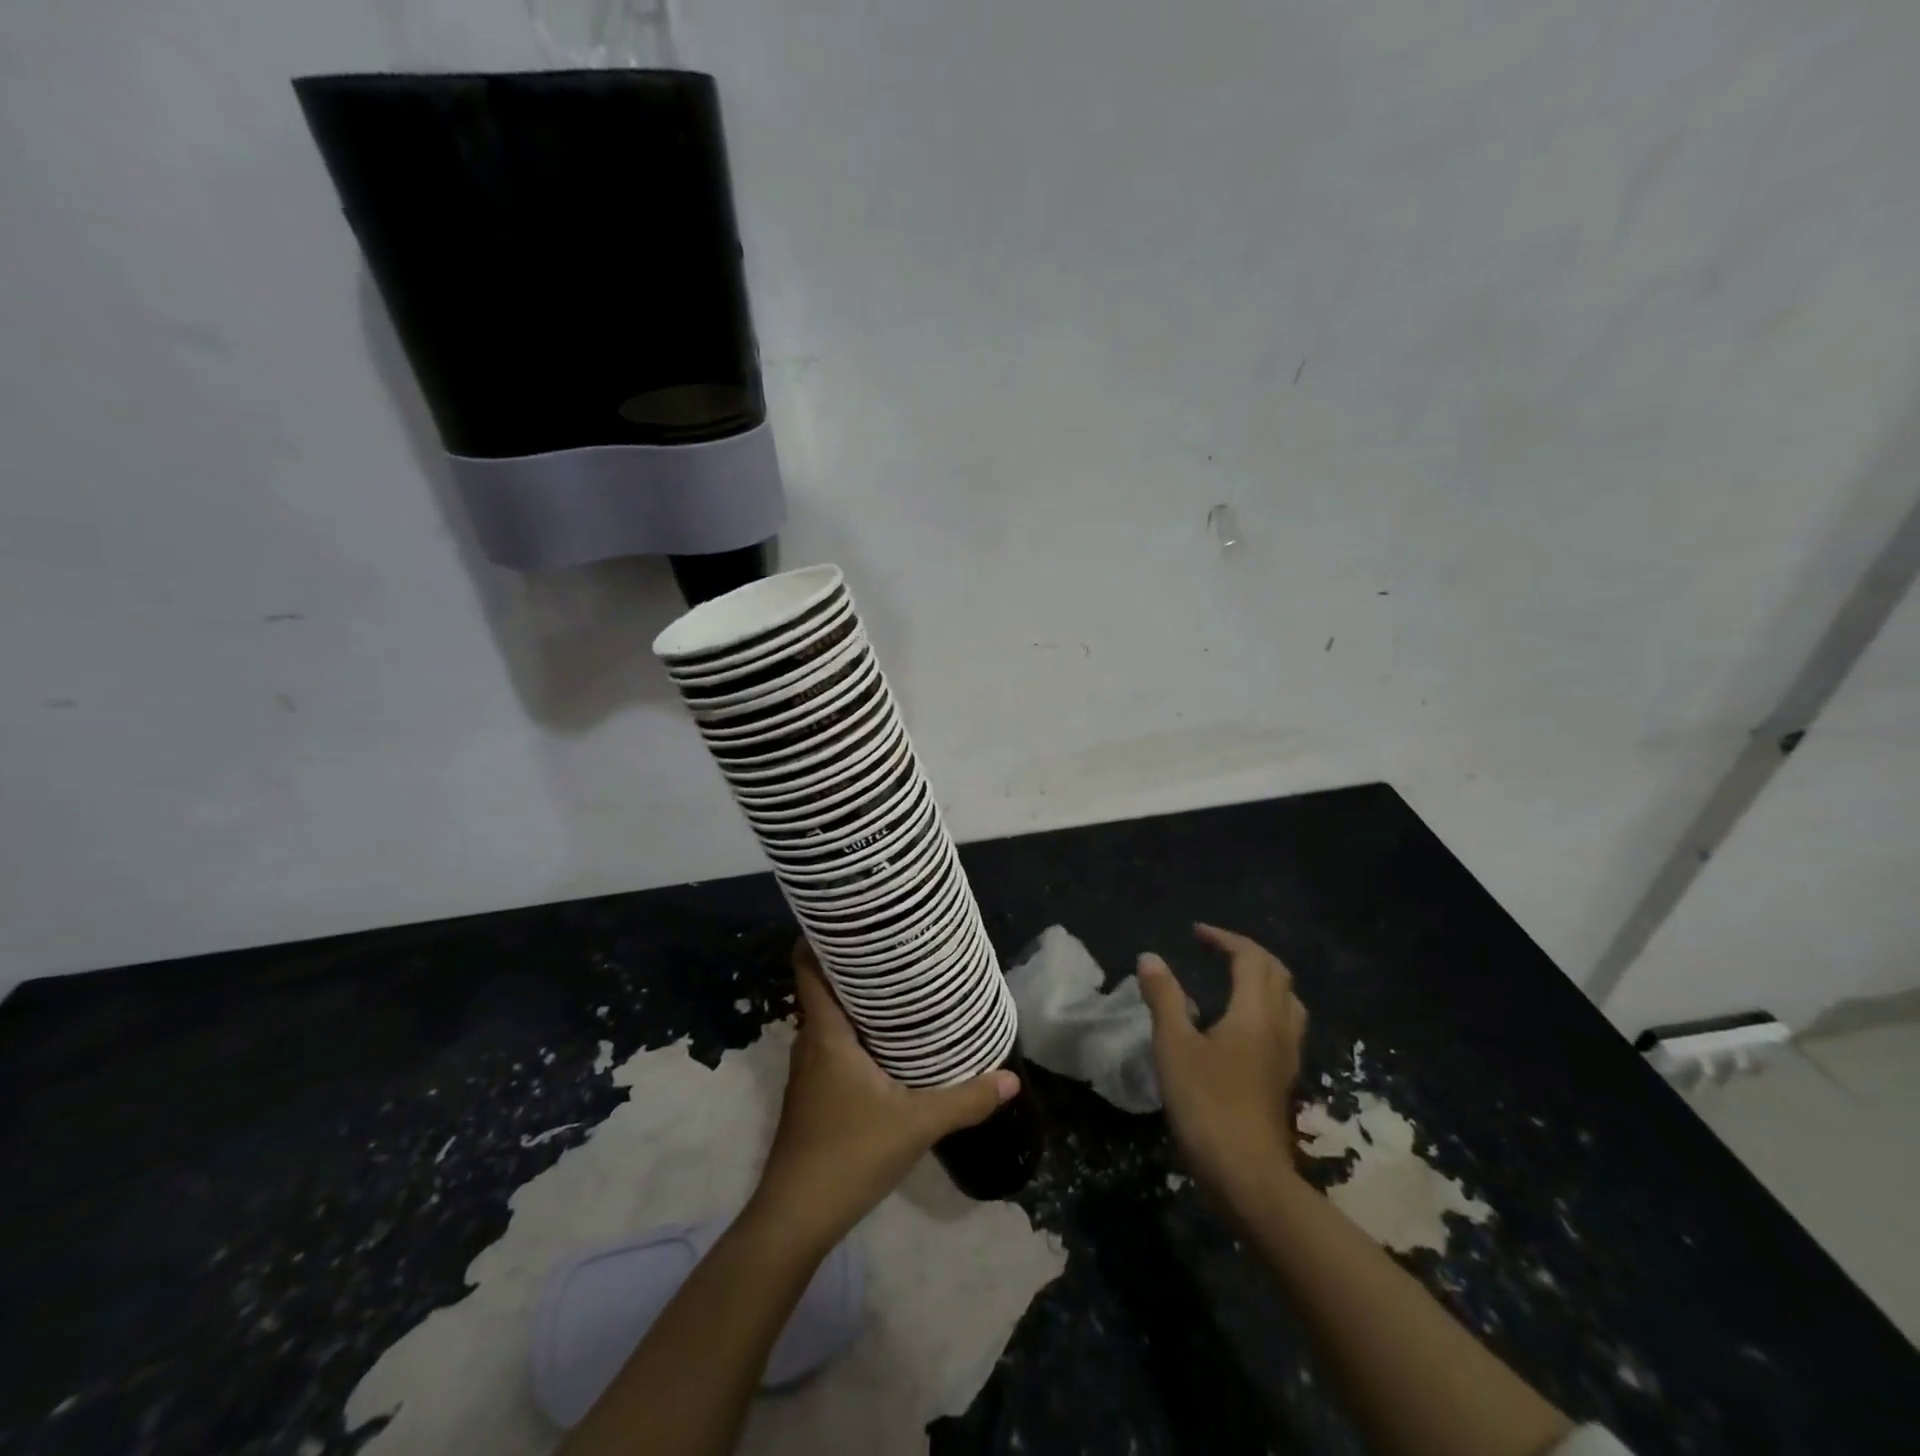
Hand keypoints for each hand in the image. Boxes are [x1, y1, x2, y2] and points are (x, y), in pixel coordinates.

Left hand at [750, 939, 1019, 1254]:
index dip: (821, 937)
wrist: (795, 1218)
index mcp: (826, 1034)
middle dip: (854, 965)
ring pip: (829, 1019)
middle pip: (824, 988)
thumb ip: (964, 1099)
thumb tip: (1011, 1077)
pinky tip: (887, 1041)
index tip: (852, 917)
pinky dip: (854, 1031)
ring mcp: (808, 1072)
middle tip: (895, 946)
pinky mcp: (813, 1095)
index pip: (808, 968)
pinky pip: (833, 1044)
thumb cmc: (848, 1155)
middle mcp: (810, 1043)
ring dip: (856, 1000)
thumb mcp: (915, 1124)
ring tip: (898, 985)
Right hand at [1137, 924, 1306, 1200]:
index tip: (1195, 933)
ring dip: (1263, 978)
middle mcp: (1279, 1027)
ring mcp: (1287, 1056)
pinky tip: (1242, 1024)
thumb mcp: (1174, 1046)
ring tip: (1233, 978)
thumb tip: (1151, 958)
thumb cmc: (1207, 1104)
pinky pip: (1284, 1024)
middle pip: (1276, 974)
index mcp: (1255, 1012)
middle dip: (1247, 952)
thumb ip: (1164, 998)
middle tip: (1215, 948)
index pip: (1250, 958)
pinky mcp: (1283, 1079)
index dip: (1224, 939)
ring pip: (1287, 1000)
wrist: (1247, 1176)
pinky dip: (1265, 1006)